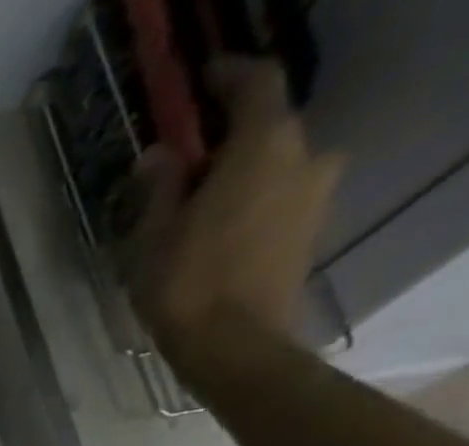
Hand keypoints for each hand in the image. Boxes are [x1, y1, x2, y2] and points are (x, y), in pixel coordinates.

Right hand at [128, 57, 345, 361]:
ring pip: (276, 169)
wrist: (235, 347)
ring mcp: (316, 194)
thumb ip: (159, 189)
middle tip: (188, 170)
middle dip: (229, 143)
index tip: (203, 79)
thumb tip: (159, 156)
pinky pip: (280, 202)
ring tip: (201, 212)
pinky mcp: (311, 232)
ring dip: (242, 180)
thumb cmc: (186, 286)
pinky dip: (253, 208)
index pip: (255, 83)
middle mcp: (305, 153)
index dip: (228, 76)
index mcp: (264, 143)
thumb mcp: (152, 238)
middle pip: (267, 131)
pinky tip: (220, 237)